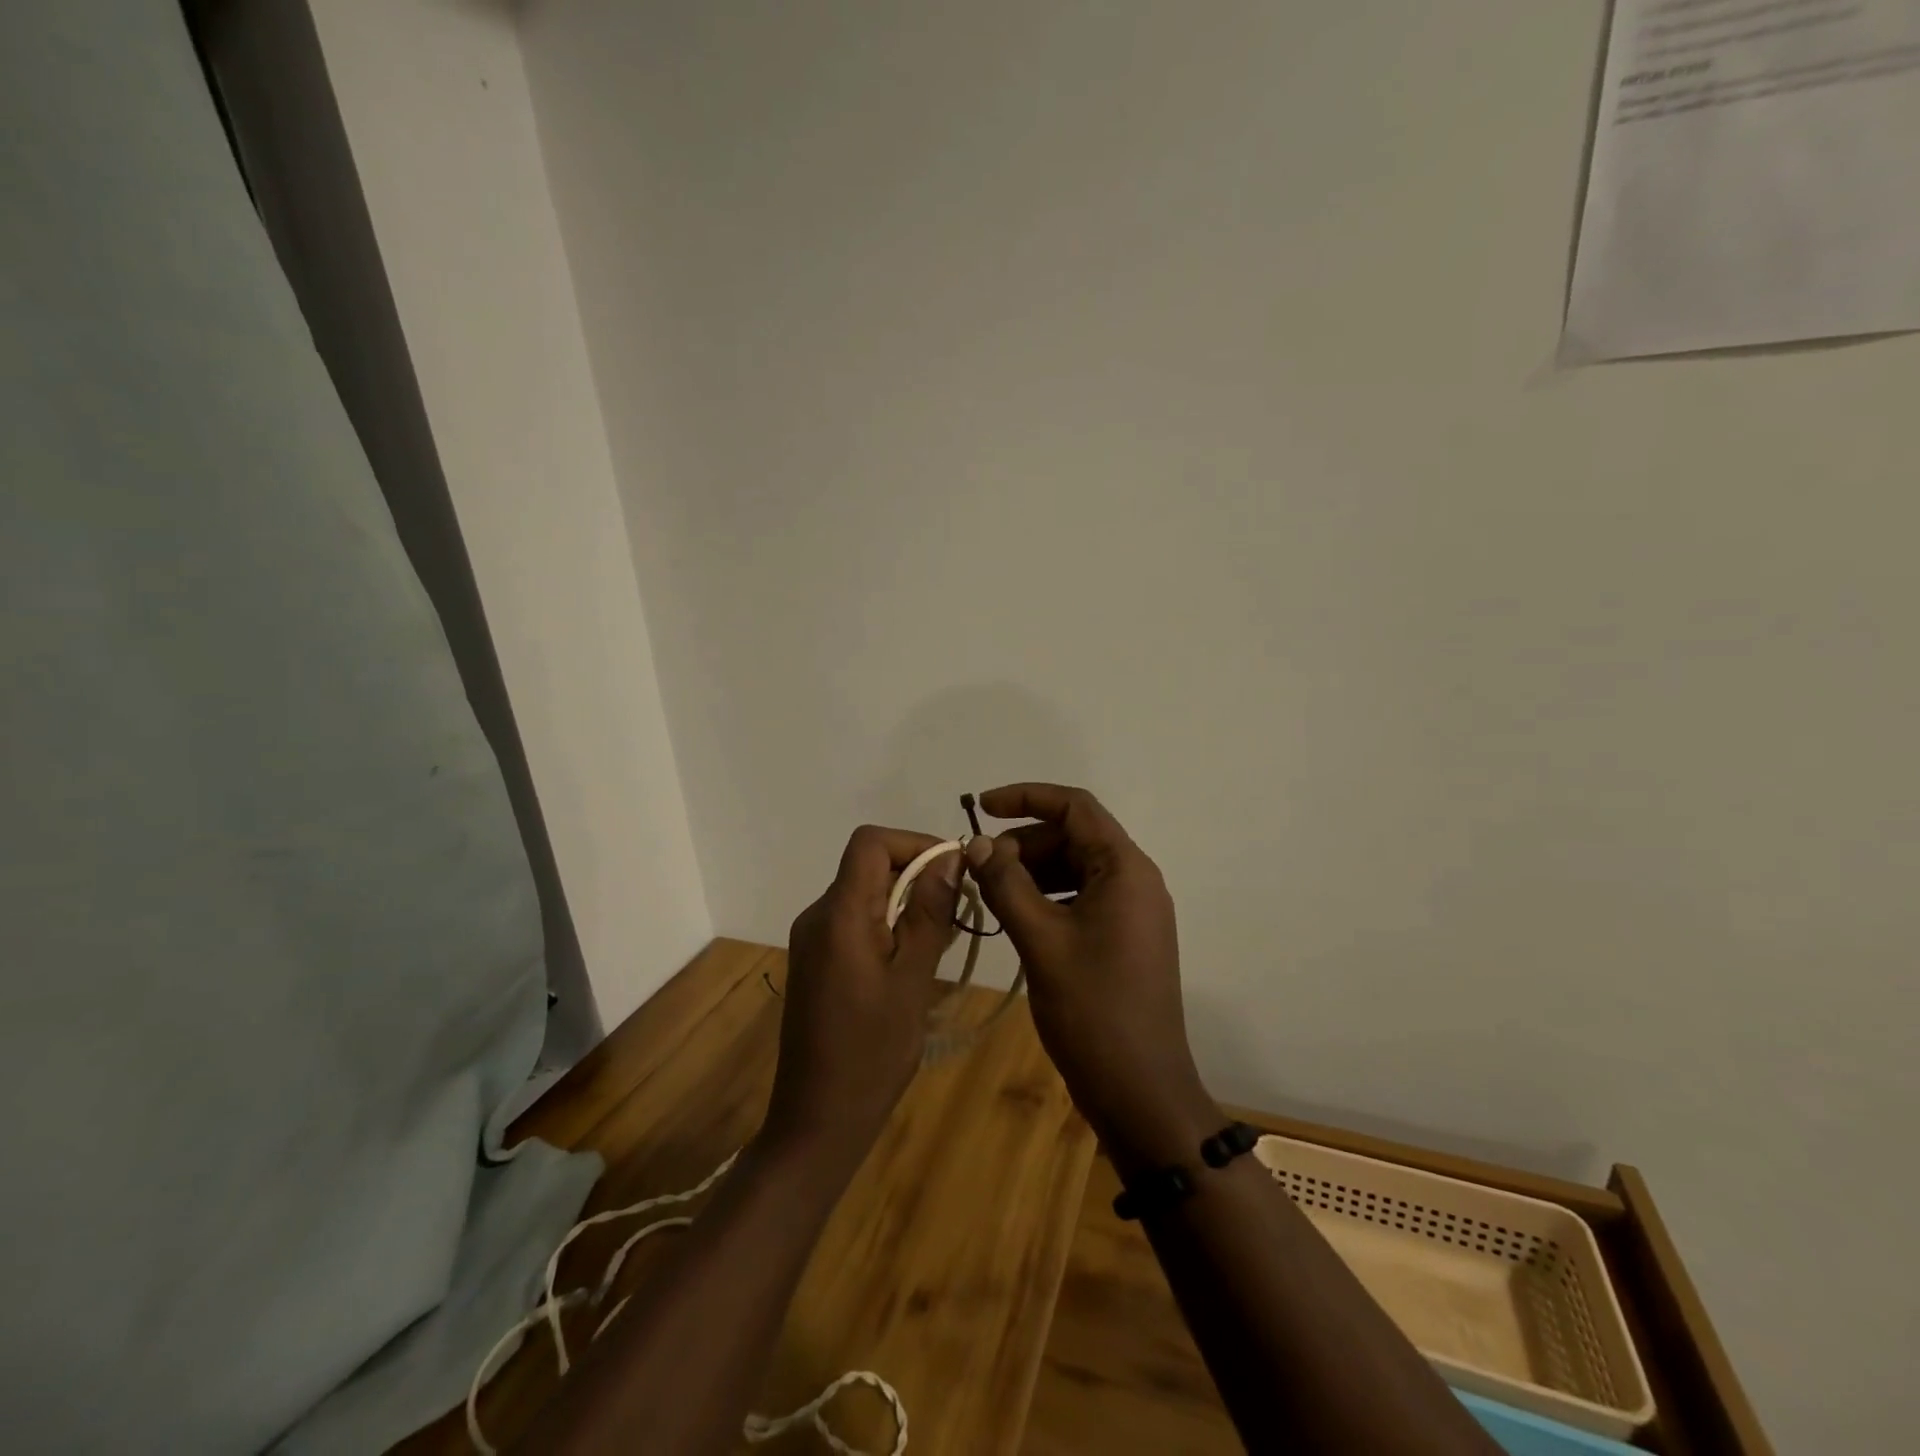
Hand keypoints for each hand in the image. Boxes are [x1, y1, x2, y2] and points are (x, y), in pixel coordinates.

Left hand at [765, 825, 960, 1173]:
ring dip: (907, 902)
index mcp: (838, 915)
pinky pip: (856, 921)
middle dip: (917, 875)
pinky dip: (890, 924)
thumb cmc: (871, 1054)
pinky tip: (914, 961)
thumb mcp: (912, 981)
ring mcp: (814, 940)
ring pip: (866, 893)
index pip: (870, 842)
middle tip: (957, 913)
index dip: (914, 843)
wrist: (817, 1120)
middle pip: (869, 865)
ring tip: (942, 940)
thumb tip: (949, 858)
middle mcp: (819, 916)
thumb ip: (929, 914)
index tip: (953, 871)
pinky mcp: (817, 961)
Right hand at [964, 784, 1214, 1165]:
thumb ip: (1006, 884)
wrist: (1140, 1091)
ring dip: (1031, 871)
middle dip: (1023, 843)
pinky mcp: (1123, 938)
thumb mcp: (1041, 940)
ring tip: (989, 893)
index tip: (980, 807)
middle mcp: (1135, 880)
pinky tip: (1014, 918)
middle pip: (1074, 837)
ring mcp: (1132, 911)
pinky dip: (1046, 898)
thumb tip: (976, 843)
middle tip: (978, 868)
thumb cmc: (1093, 1010)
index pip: (1075, 807)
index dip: (1026, 797)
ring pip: (1075, 869)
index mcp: (1125, 869)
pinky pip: (1081, 898)